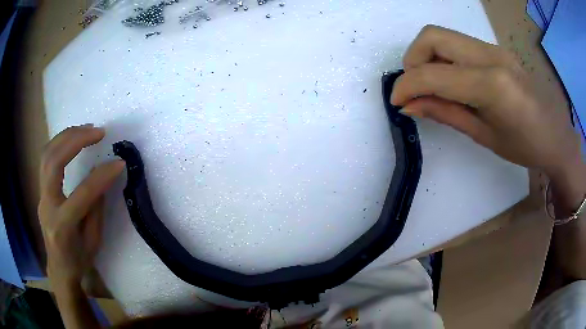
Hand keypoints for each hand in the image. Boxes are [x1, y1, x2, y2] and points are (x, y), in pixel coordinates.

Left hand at [38, 124, 124, 284]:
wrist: (58, 268)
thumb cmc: (78, 260)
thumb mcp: (93, 241)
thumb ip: (96, 208)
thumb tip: (103, 176)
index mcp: (63, 226)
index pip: (82, 194)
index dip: (102, 176)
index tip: (119, 162)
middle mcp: (47, 206)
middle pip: (54, 163)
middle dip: (76, 141)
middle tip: (98, 132)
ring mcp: (41, 195)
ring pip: (47, 155)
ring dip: (66, 136)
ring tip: (87, 129)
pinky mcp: (40, 189)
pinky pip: (46, 159)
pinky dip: (60, 143)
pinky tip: (72, 138)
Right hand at [391, 25, 582, 175]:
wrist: (556, 136)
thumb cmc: (526, 147)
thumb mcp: (484, 136)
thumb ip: (446, 113)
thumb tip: (410, 105)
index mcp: (491, 85)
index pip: (434, 73)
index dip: (407, 86)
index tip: (397, 102)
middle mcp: (490, 55)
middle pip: (432, 36)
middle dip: (413, 59)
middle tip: (415, 88)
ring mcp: (494, 48)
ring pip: (443, 36)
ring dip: (427, 57)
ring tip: (433, 86)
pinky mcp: (495, 49)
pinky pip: (459, 44)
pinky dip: (445, 59)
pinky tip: (452, 82)